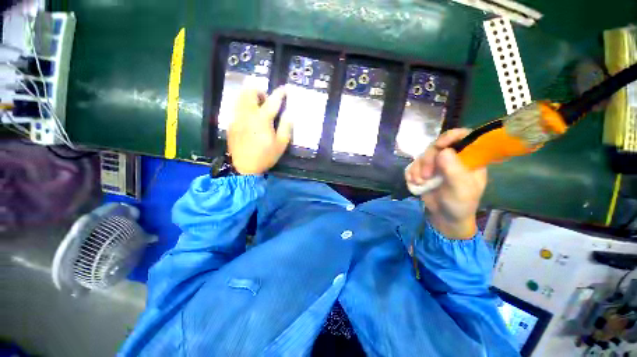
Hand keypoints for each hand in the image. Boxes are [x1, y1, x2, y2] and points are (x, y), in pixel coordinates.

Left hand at [228, 86, 292, 174]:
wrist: (242, 168)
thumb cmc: (264, 157)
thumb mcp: (280, 145)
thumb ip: (286, 126)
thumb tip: (289, 113)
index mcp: (262, 119)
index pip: (273, 100)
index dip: (280, 93)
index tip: (285, 89)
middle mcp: (248, 114)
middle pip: (251, 92)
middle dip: (260, 91)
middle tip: (265, 99)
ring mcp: (237, 118)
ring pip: (241, 97)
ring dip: (249, 96)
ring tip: (256, 105)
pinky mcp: (231, 123)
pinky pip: (236, 108)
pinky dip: (243, 106)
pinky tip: (248, 116)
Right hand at [405, 128, 486, 238]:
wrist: (447, 222)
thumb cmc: (460, 205)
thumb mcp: (461, 189)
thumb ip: (454, 169)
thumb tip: (442, 151)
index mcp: (470, 158)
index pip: (463, 137)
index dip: (451, 136)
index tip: (440, 145)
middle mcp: (456, 156)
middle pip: (440, 144)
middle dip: (430, 157)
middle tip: (426, 174)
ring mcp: (442, 163)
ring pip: (427, 153)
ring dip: (420, 166)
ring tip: (420, 181)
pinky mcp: (429, 170)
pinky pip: (418, 163)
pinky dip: (414, 170)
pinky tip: (413, 181)